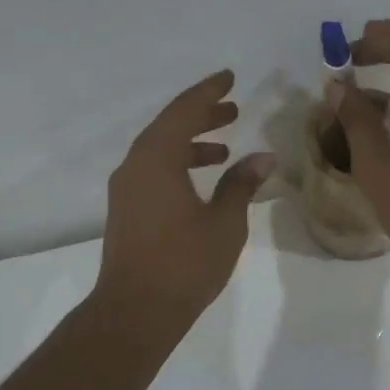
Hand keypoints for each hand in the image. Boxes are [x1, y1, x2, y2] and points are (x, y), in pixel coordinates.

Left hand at [94, 70, 274, 337]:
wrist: (135, 311)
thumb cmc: (184, 263)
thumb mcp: (224, 222)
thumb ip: (242, 185)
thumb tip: (263, 157)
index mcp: (156, 160)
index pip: (183, 111)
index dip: (208, 92)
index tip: (229, 78)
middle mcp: (135, 166)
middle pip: (168, 126)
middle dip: (201, 115)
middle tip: (233, 108)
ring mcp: (126, 189)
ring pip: (159, 150)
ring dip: (191, 142)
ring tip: (225, 147)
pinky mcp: (126, 210)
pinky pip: (153, 170)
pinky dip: (178, 164)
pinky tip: (203, 180)